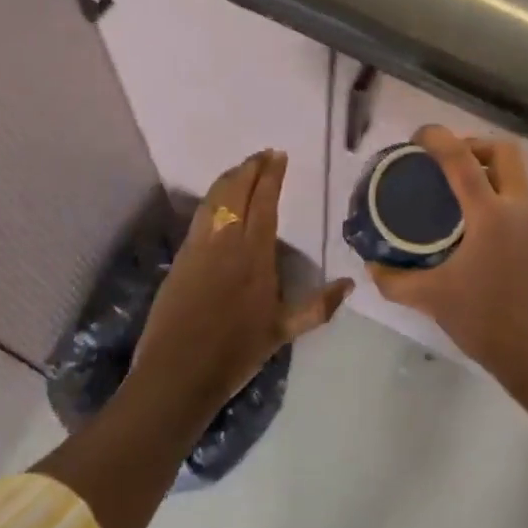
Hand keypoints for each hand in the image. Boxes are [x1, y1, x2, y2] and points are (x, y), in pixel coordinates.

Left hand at [135, 150, 352, 421]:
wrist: (178, 373)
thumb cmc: (236, 352)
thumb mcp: (283, 332)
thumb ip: (318, 306)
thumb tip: (350, 284)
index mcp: (255, 254)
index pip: (264, 202)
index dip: (271, 175)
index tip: (279, 156)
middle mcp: (227, 241)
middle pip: (238, 191)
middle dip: (251, 168)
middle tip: (263, 154)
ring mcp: (200, 246)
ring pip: (216, 198)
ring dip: (230, 177)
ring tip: (243, 167)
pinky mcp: (182, 256)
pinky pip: (201, 215)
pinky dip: (213, 197)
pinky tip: (218, 199)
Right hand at [370, 127, 527, 393]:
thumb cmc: (488, 322)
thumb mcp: (433, 300)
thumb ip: (396, 280)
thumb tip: (372, 264)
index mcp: (490, 215)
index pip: (462, 158)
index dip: (438, 137)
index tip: (415, 138)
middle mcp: (516, 208)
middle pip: (503, 151)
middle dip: (472, 144)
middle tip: (442, 161)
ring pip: (513, 173)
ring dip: (484, 168)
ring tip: (450, 189)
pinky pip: (515, 196)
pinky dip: (492, 192)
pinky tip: (467, 222)